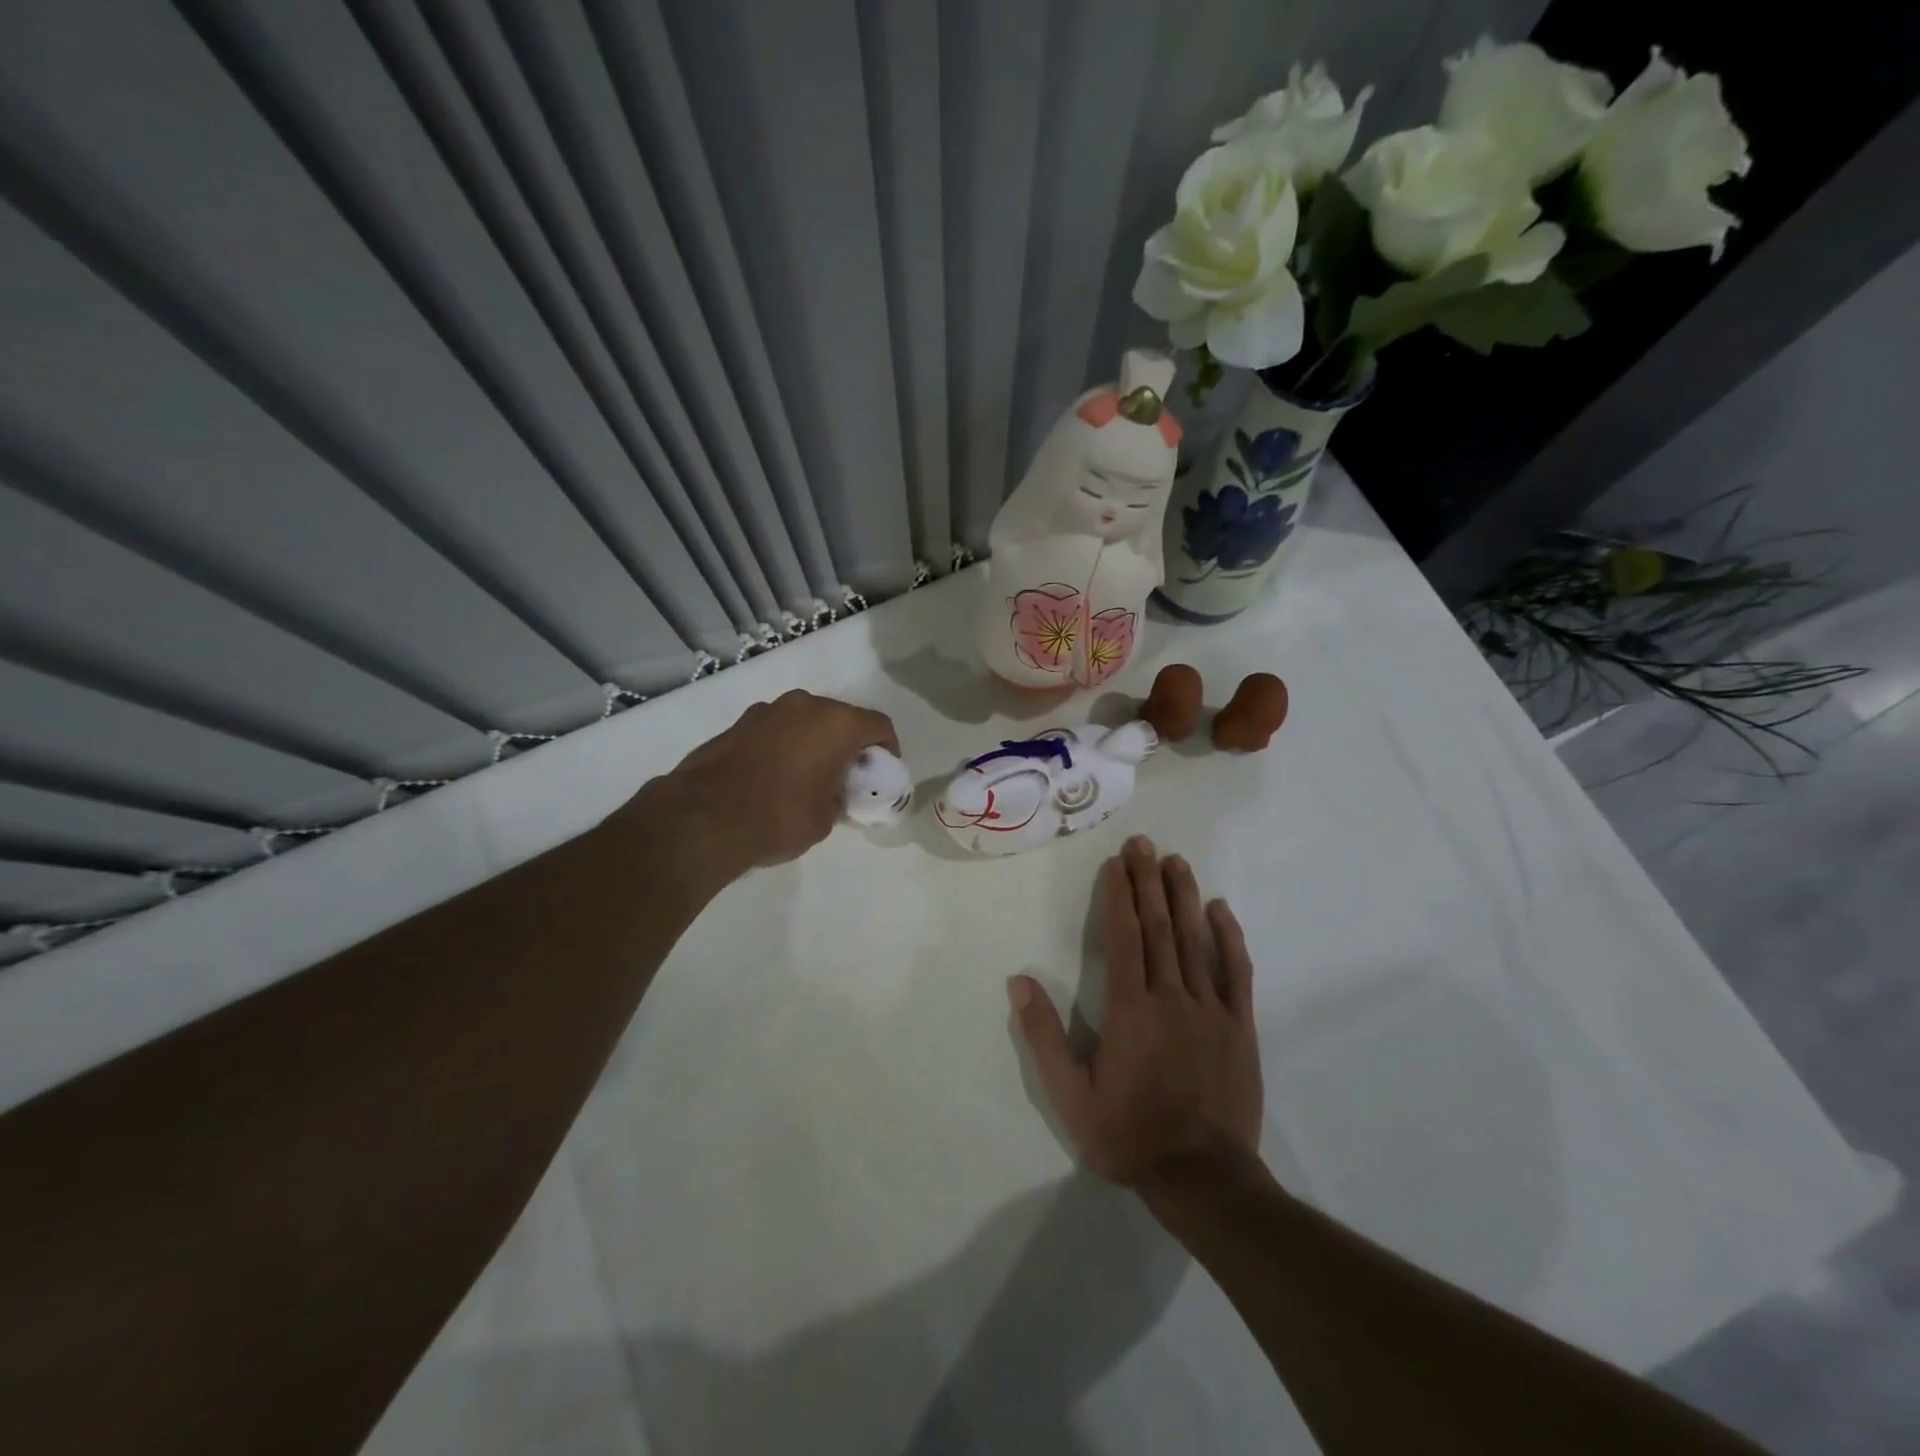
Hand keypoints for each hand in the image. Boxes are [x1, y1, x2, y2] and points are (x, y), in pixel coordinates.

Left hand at [652, 690, 898, 874]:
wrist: (705, 817)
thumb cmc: (780, 816)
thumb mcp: (826, 818)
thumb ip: (838, 796)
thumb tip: (830, 792)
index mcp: (837, 723)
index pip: (878, 725)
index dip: (888, 747)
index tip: (883, 769)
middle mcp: (805, 705)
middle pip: (840, 717)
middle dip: (847, 742)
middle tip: (845, 773)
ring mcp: (767, 710)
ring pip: (804, 720)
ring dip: (812, 741)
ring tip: (807, 774)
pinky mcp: (738, 723)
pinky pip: (775, 729)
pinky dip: (783, 745)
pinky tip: (774, 774)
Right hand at [1010, 835, 1262, 1188]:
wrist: (1201, 1178)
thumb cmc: (1128, 1135)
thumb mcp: (1070, 1095)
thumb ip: (1045, 1036)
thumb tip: (1019, 982)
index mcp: (1129, 1008)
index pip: (1123, 937)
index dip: (1118, 896)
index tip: (1116, 863)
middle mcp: (1170, 997)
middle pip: (1158, 927)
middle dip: (1148, 881)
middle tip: (1143, 843)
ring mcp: (1210, 1009)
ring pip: (1194, 940)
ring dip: (1183, 896)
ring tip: (1176, 861)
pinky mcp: (1240, 1026)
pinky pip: (1237, 972)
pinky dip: (1228, 937)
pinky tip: (1220, 909)